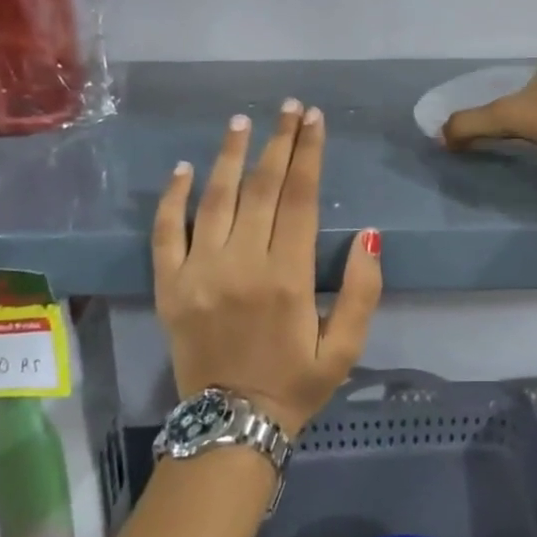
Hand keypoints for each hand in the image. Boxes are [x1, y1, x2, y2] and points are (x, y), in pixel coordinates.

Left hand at [153, 101, 381, 437]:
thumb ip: (363, 291)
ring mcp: (199, 273)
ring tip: (242, 121)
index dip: (308, 155)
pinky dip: (173, 198)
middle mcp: (242, 265)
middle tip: (289, 108)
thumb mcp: (347, 348)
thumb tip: (370, 235)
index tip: (314, 120)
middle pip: (261, 188)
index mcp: (288, 277)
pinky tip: (184, 168)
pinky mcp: (169, 286)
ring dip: (230, 156)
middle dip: (278, 142)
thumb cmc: (297, 384)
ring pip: (215, 199)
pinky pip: (166, 232)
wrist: (229, 428)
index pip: (300, 198)